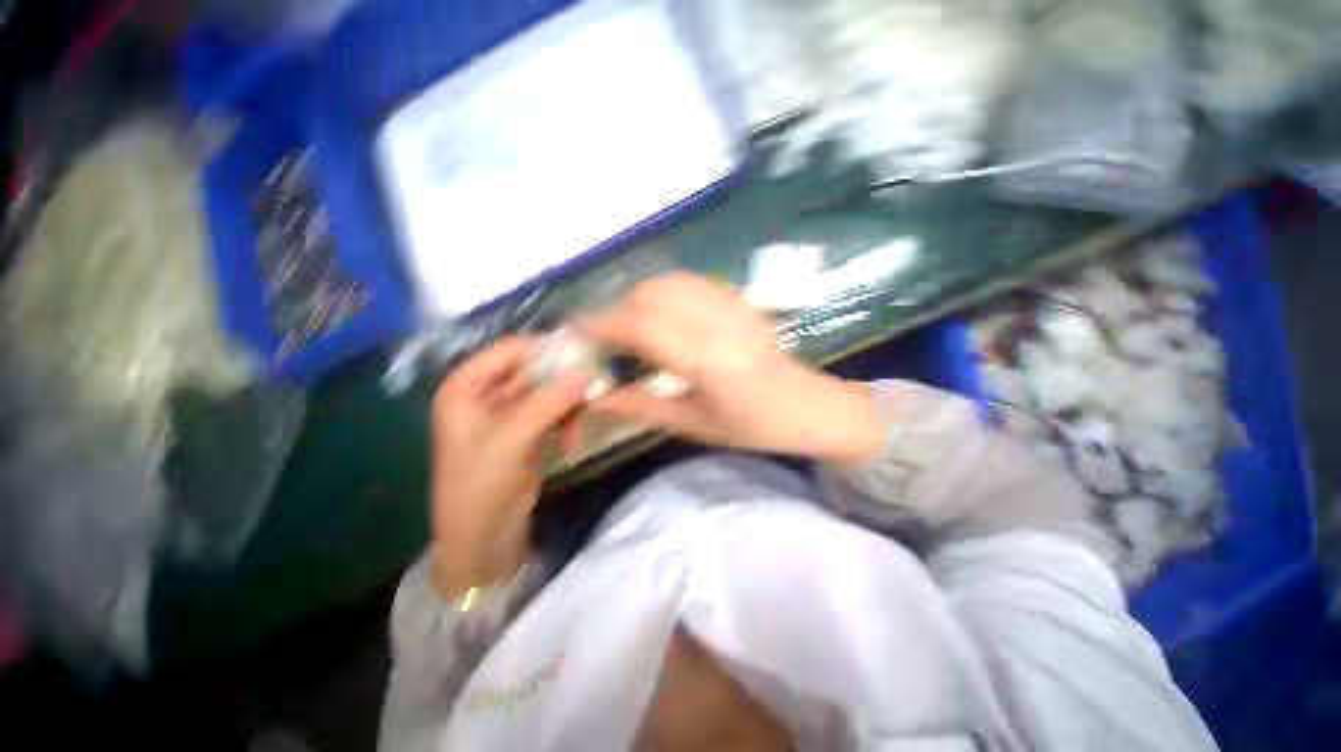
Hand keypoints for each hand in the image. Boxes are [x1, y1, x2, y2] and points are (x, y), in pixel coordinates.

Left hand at [429, 337, 588, 598]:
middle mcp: (486, 394)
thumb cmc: (481, 486)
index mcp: (466, 388)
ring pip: (547, 392)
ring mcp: (508, 414)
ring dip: (567, 404)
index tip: (583, 351)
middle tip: (594, 382)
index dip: (544, 348)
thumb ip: (549, 402)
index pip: (509, 350)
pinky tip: (570, 442)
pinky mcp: (526, 433)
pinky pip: (553, 413)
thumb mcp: (513, 440)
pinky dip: (565, 423)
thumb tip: (586, 372)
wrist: (482, 540)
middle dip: (562, 378)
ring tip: (581, 420)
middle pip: (532, 370)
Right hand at [582, 273, 883, 462]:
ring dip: (641, 298)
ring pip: (671, 282)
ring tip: (631, 326)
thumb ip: (642, 406)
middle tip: (606, 338)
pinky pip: (692, 282)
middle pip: (653, 295)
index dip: (604, 324)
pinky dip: (665, 291)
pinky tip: (663, 313)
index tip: (578, 331)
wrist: (808, 407)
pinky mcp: (740, 300)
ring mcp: (733, 306)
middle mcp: (720, 325)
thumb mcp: (694, 424)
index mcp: (709, 362)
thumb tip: (596, 397)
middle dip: (619, 310)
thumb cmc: (753, 427)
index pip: (644, 328)